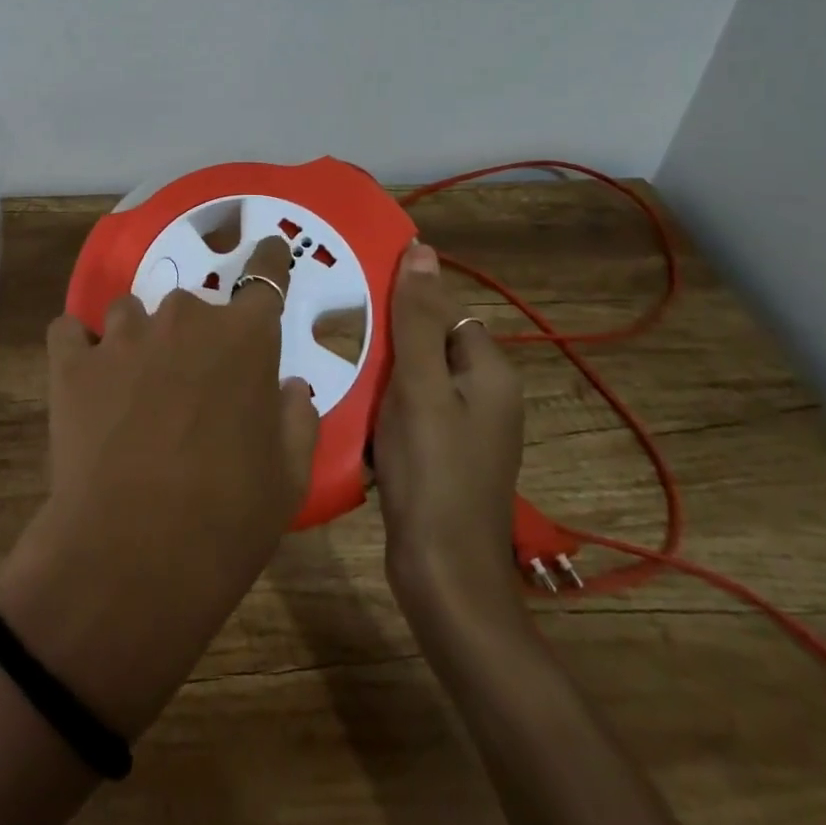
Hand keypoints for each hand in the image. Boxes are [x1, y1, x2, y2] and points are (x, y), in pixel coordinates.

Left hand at [0, 236, 318, 737]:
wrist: (135, 554)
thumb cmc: (228, 516)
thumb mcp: (289, 476)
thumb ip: (296, 419)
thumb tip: (289, 389)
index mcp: (245, 337)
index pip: (266, 277)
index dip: (269, 261)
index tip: (269, 249)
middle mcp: (184, 318)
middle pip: (193, 305)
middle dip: (195, 336)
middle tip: (191, 386)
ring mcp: (123, 336)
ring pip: (130, 312)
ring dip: (137, 339)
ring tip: (133, 386)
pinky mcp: (72, 361)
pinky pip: (71, 332)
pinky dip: (79, 348)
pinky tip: (84, 378)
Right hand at [372, 241, 529, 648]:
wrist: (441, 575)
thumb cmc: (432, 471)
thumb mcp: (419, 385)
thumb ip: (416, 318)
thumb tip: (422, 249)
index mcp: (490, 372)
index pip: (445, 312)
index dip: (404, 305)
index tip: (356, 302)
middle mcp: (485, 396)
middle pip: (428, 344)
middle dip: (386, 341)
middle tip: (338, 335)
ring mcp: (464, 429)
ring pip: (413, 379)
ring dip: (378, 374)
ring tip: (335, 368)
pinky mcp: (441, 456)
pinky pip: (408, 411)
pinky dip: (381, 407)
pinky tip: (349, 411)